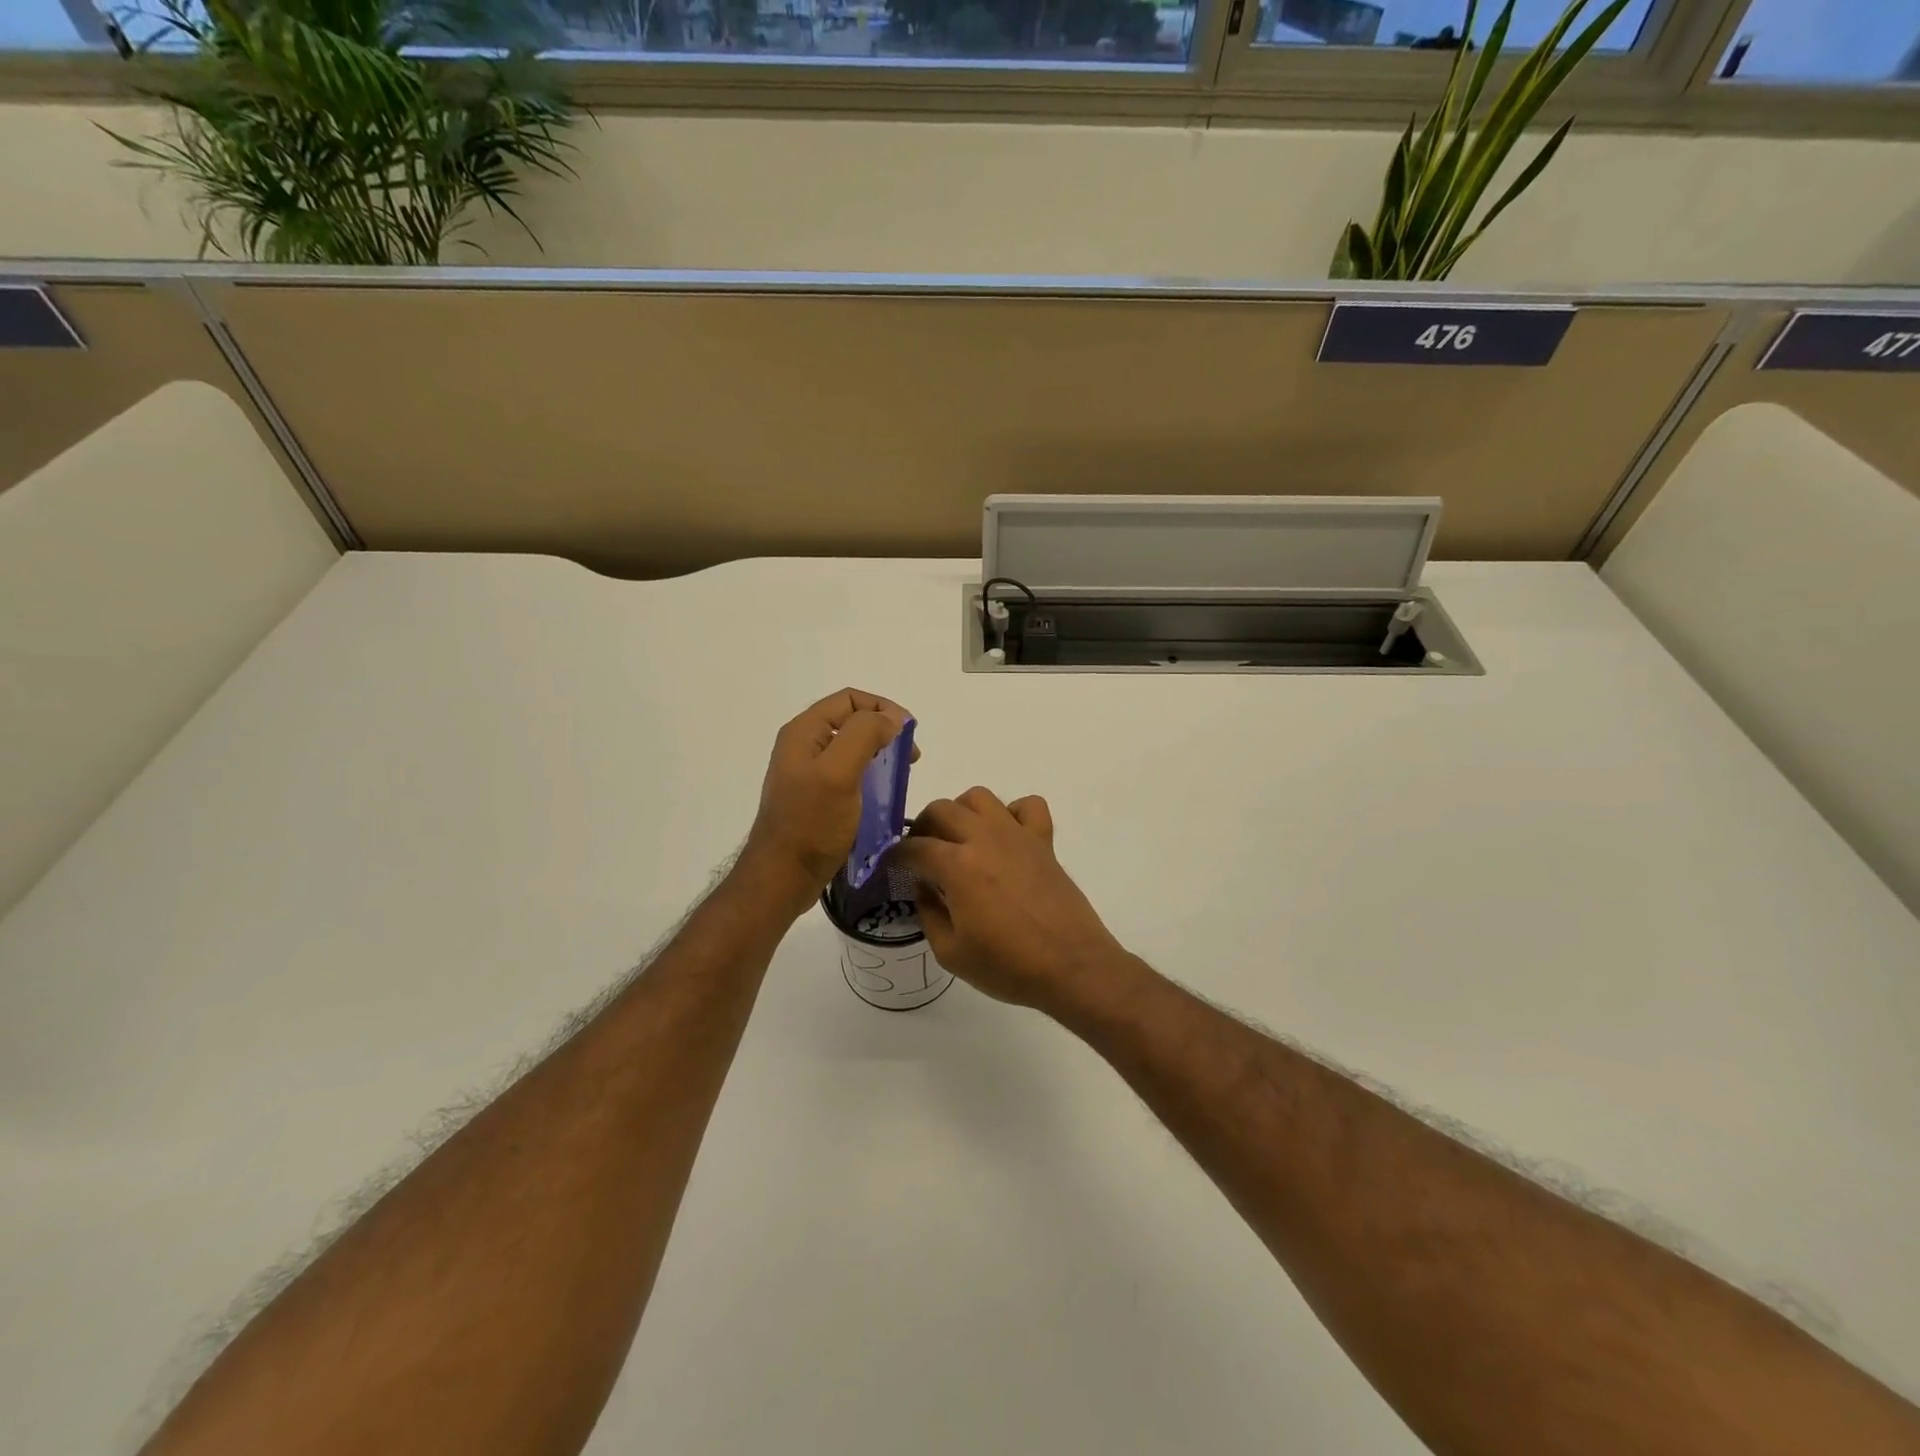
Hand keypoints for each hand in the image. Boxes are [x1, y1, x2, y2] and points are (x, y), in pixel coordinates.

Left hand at [741, 688, 914, 916]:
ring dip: (880, 753)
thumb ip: (864, 735)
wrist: (782, 877)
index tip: (909, 734)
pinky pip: (848, 772)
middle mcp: (803, 745)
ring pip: (852, 747)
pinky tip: (883, 793)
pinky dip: (870, 774)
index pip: (850, 699)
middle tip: (909, 757)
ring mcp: (808, 771)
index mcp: (804, 732)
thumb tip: (890, 719)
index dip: (883, 708)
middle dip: (884, 731)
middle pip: (852, 720)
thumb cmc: (811, 824)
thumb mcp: (839, 773)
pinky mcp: (815, 795)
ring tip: (900, 774)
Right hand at [896, 787, 1126, 1013]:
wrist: (1071, 966)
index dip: (895, 857)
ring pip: (980, 797)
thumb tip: (923, 886)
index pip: (913, 848)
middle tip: (922, 854)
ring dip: (962, 811)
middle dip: (923, 828)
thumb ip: (928, 913)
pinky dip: (1013, 813)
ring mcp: (1017, 835)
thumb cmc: (1008, 965)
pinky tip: (1006, 837)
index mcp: (956, 865)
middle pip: (941, 809)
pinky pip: (1028, 806)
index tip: (891, 867)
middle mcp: (984, 838)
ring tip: (960, 839)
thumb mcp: (951, 953)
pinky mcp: (1044, 841)